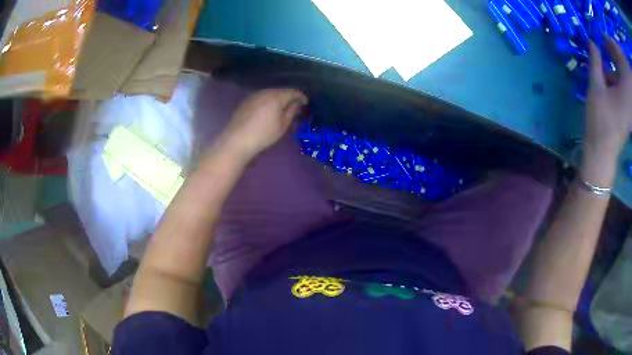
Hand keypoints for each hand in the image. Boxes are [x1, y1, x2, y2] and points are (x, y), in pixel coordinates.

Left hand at [221, 89, 307, 159]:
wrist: (237, 140)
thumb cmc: (264, 134)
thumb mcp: (283, 125)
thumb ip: (292, 111)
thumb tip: (296, 103)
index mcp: (276, 96)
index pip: (293, 91)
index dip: (301, 96)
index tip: (306, 103)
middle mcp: (265, 91)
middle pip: (281, 91)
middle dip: (289, 97)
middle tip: (295, 106)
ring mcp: (254, 95)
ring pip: (270, 93)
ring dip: (278, 99)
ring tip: (282, 109)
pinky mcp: (246, 101)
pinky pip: (261, 98)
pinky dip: (268, 102)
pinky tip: (268, 111)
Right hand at [582, 37, 631, 185]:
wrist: (603, 152)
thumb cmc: (600, 120)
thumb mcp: (596, 87)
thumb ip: (595, 62)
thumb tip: (592, 42)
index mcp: (625, 92)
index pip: (620, 64)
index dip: (612, 48)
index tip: (603, 39)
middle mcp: (629, 100)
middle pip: (623, 73)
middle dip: (615, 57)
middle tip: (606, 47)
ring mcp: (630, 109)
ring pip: (625, 83)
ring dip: (617, 69)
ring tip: (608, 63)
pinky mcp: (629, 114)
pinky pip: (626, 93)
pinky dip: (619, 82)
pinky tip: (611, 80)